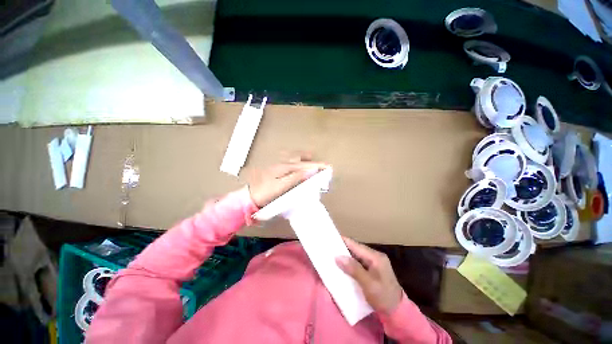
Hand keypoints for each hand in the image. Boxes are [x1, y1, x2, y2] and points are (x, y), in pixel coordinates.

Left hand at [248, 153, 327, 207]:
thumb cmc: (266, 192)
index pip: (304, 165)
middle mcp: (282, 162)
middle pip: (299, 157)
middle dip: (310, 159)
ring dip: (303, 158)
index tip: (328, 166)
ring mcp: (278, 164)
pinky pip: (288, 160)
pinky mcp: (275, 167)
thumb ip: (296, 177)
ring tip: (310, 161)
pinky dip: (296, 160)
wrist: (250, 196)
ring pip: (293, 157)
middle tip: (319, 165)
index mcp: (285, 167)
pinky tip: (296, 165)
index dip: (317, 166)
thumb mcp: (281, 186)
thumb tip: (310, 171)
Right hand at [336, 237, 403, 314]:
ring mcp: (374, 263)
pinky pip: (358, 262)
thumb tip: (338, 257)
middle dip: (343, 248)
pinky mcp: (372, 269)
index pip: (356, 245)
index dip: (343, 241)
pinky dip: (350, 263)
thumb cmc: (384, 297)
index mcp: (375, 257)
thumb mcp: (368, 284)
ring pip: (356, 255)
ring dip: (346, 256)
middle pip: (355, 249)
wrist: (398, 312)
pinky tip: (342, 266)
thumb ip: (354, 269)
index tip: (330, 238)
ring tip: (332, 256)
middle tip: (329, 248)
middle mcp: (375, 256)